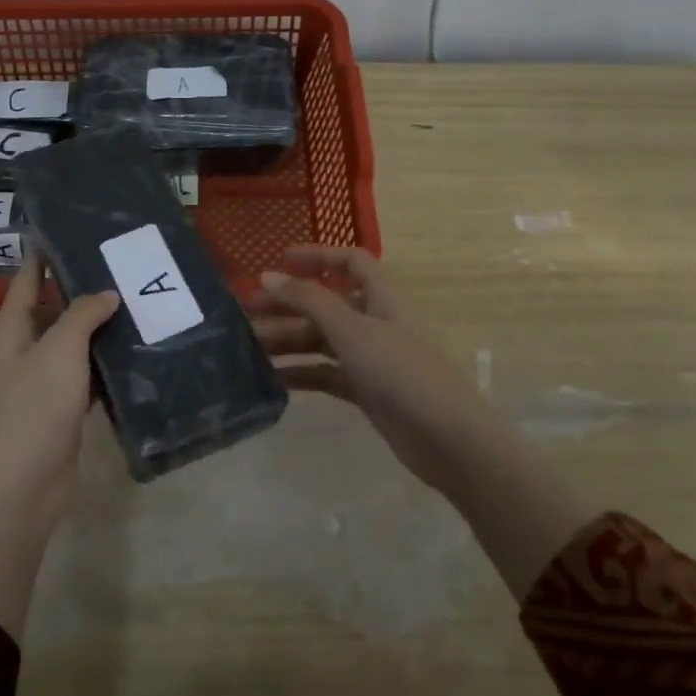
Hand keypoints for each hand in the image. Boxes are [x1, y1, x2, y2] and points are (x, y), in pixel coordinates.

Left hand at [0, 260, 117, 638]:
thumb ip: (81, 316)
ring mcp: (43, 383)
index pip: (26, 282)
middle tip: (121, 266)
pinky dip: (106, 364)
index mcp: (11, 332)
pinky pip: (86, 376)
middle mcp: (24, 352)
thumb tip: (106, 295)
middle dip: (81, 290)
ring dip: (98, 328)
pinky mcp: (62, 410)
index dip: (42, 257)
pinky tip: (135, 352)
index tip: (68, 230)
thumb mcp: (58, 352)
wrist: (21, 488)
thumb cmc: (32, 410)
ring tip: (137, 301)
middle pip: (52, 311)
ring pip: (73, 345)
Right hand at [254, 245, 600, 597]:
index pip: (350, 261)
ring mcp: (371, 358)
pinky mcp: (367, 391)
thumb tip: (267, 275)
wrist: (448, 440)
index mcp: (381, 298)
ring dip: (288, 340)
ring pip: (322, 340)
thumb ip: (309, 300)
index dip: (317, 256)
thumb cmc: (402, 372)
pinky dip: (301, 373)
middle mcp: (375, 322)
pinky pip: (326, 374)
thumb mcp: (352, 330)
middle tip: (246, 312)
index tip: (278, 262)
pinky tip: (272, 379)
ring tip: (249, 348)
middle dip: (288, 304)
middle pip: (326, 303)